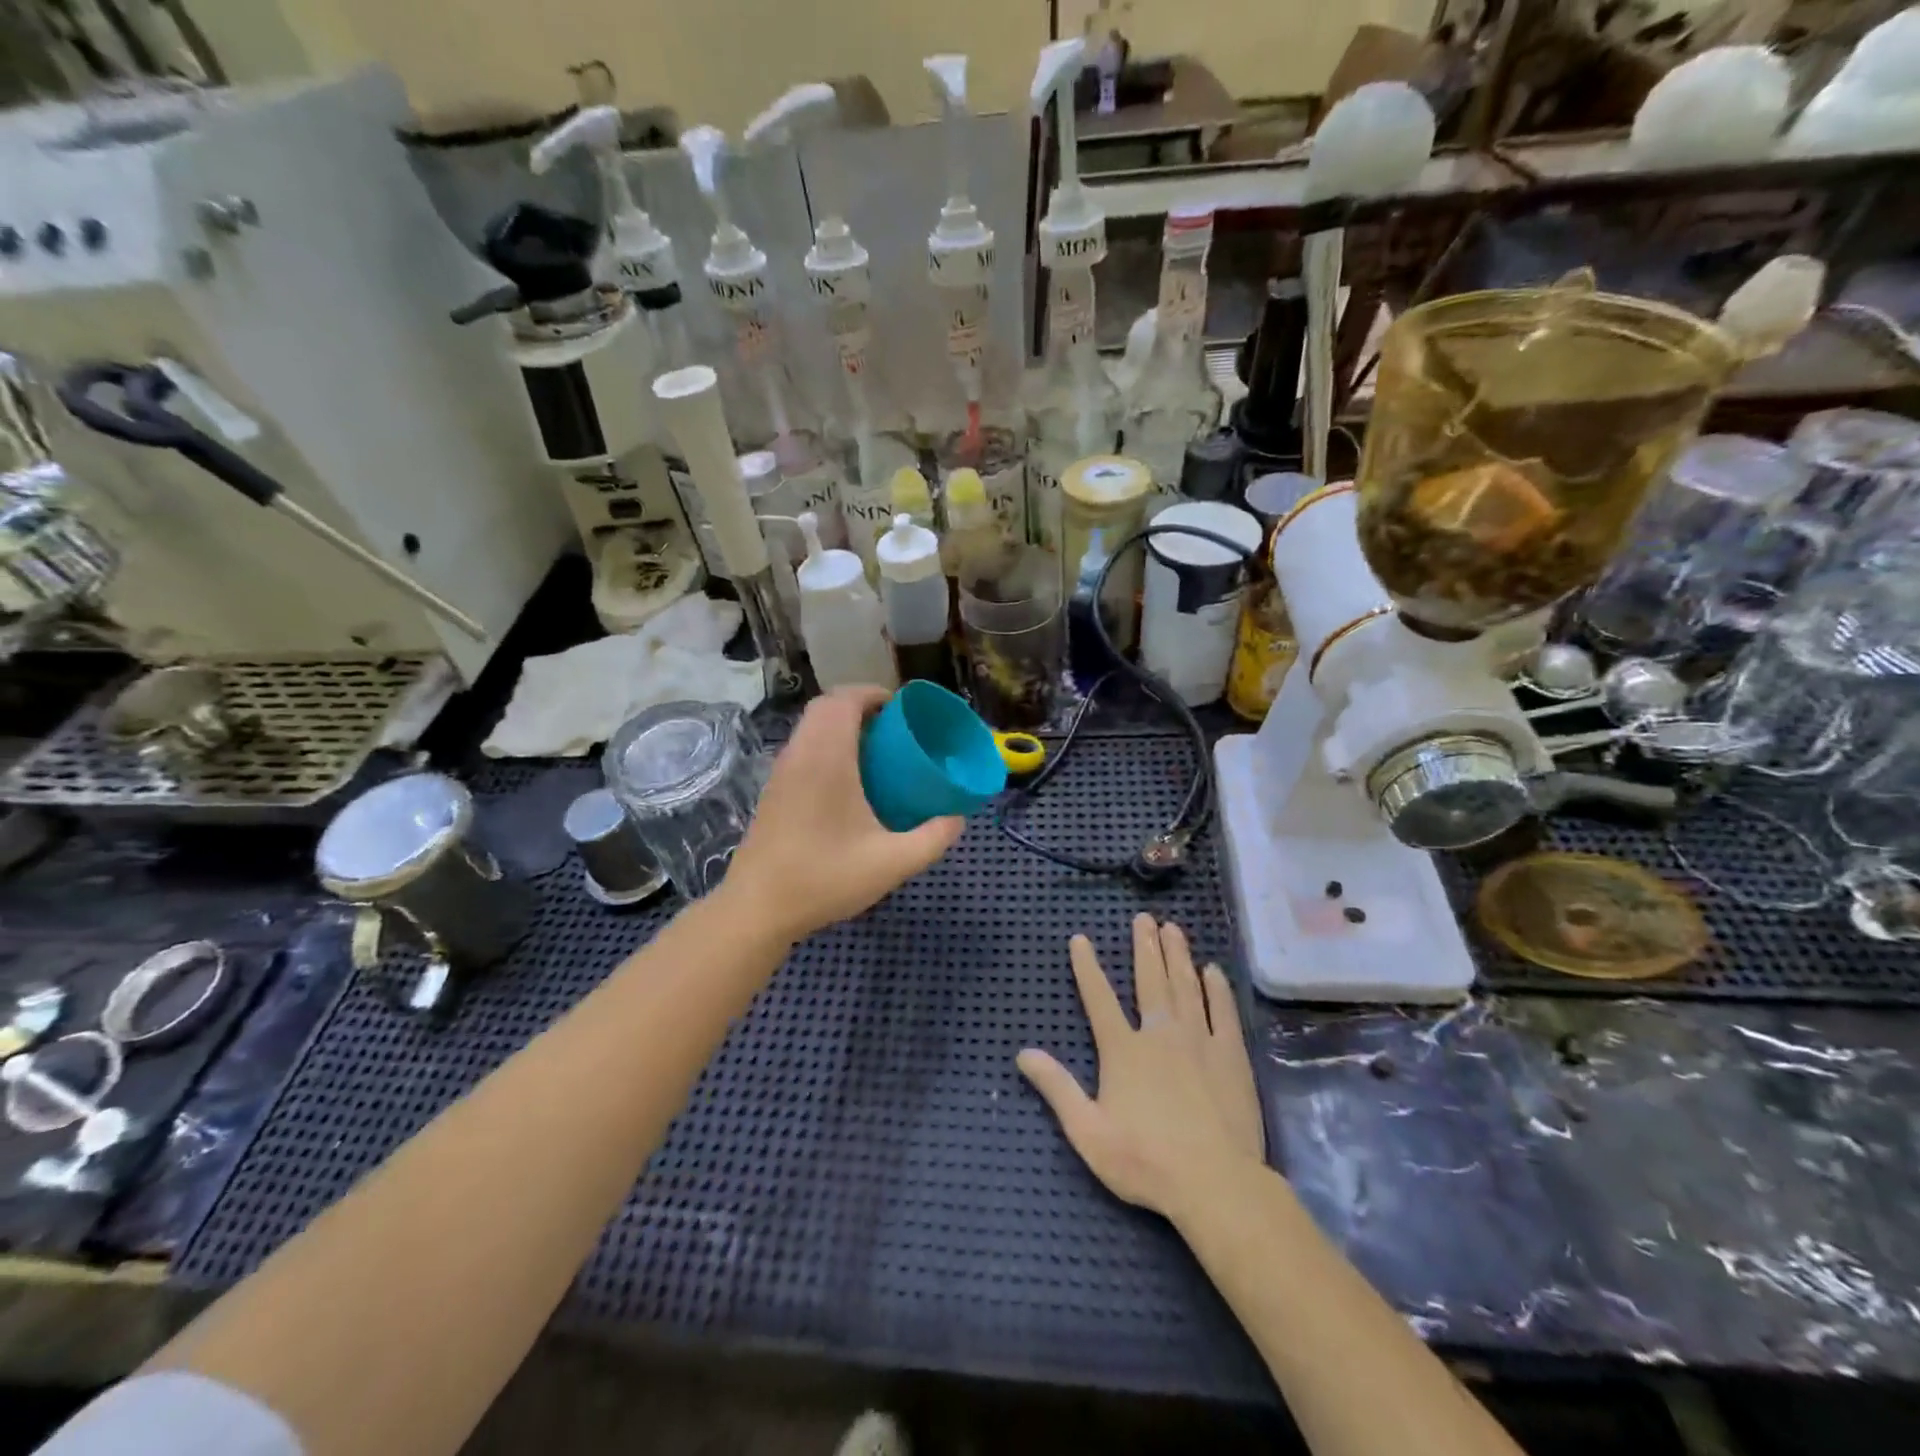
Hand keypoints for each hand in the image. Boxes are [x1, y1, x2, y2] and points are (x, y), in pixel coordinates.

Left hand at [725, 687, 963, 944]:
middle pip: (825, 706)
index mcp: (827, 759)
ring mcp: (782, 772)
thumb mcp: (892, 863)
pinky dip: (825, 744)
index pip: (844, 701)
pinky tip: (847, 780)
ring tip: (874, 749)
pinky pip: (802, 747)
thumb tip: (958, 818)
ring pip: (810, 726)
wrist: (758, 908)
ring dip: (839, 724)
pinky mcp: (773, 790)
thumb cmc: (825, 878)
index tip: (901, 707)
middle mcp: (801, 755)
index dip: (873, 693)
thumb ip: (933, 838)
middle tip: (891, 726)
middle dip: (859, 705)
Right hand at [1019, 915, 1263, 1219]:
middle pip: (1149, 980)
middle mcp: (1160, 1034)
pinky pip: (1222, 1011)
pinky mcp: (1230, 1056)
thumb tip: (1023, 1054)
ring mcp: (1198, 1041)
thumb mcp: (1088, 1132)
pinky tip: (1212, 970)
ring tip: (1173, 928)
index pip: (1099, 999)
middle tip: (1144, 918)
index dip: (1087, 968)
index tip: (1080, 939)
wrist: (1215, 1184)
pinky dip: (1216, 988)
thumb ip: (1057, 1089)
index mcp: (1123, 1050)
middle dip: (1144, 946)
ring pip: (1186, 986)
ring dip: (1177, 955)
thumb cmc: (1146, 1161)